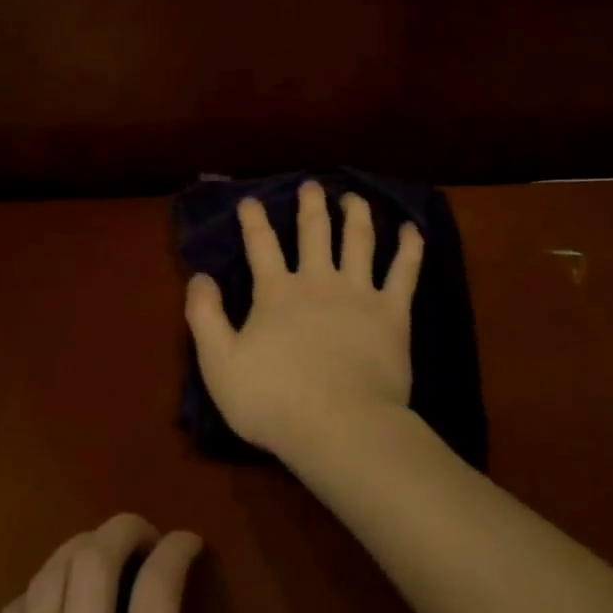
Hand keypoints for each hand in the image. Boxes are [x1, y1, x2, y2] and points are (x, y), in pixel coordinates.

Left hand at [0, 514, 255, 612]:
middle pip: (91, 566)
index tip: (191, 543)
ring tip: (102, 555)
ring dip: (76, 552)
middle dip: (123, 531)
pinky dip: (30, 595)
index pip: (157, 593)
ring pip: (44, 586)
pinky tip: (47, 604)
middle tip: (147, 536)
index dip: (178, 551)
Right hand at [184, 181, 422, 461]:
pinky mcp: (392, 313)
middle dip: (310, 205)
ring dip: (356, 214)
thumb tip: (200, 276)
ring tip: (354, 197)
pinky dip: (410, 247)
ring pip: (359, 241)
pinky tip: (412, 229)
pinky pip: (404, 272)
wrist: (340, 426)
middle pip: (315, 232)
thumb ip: (205, 316)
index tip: (250, 199)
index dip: (254, 220)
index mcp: (276, 292)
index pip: (261, 245)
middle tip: (311, 185)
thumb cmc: (273, 400)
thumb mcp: (219, 363)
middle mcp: (318, 281)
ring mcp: (359, 294)